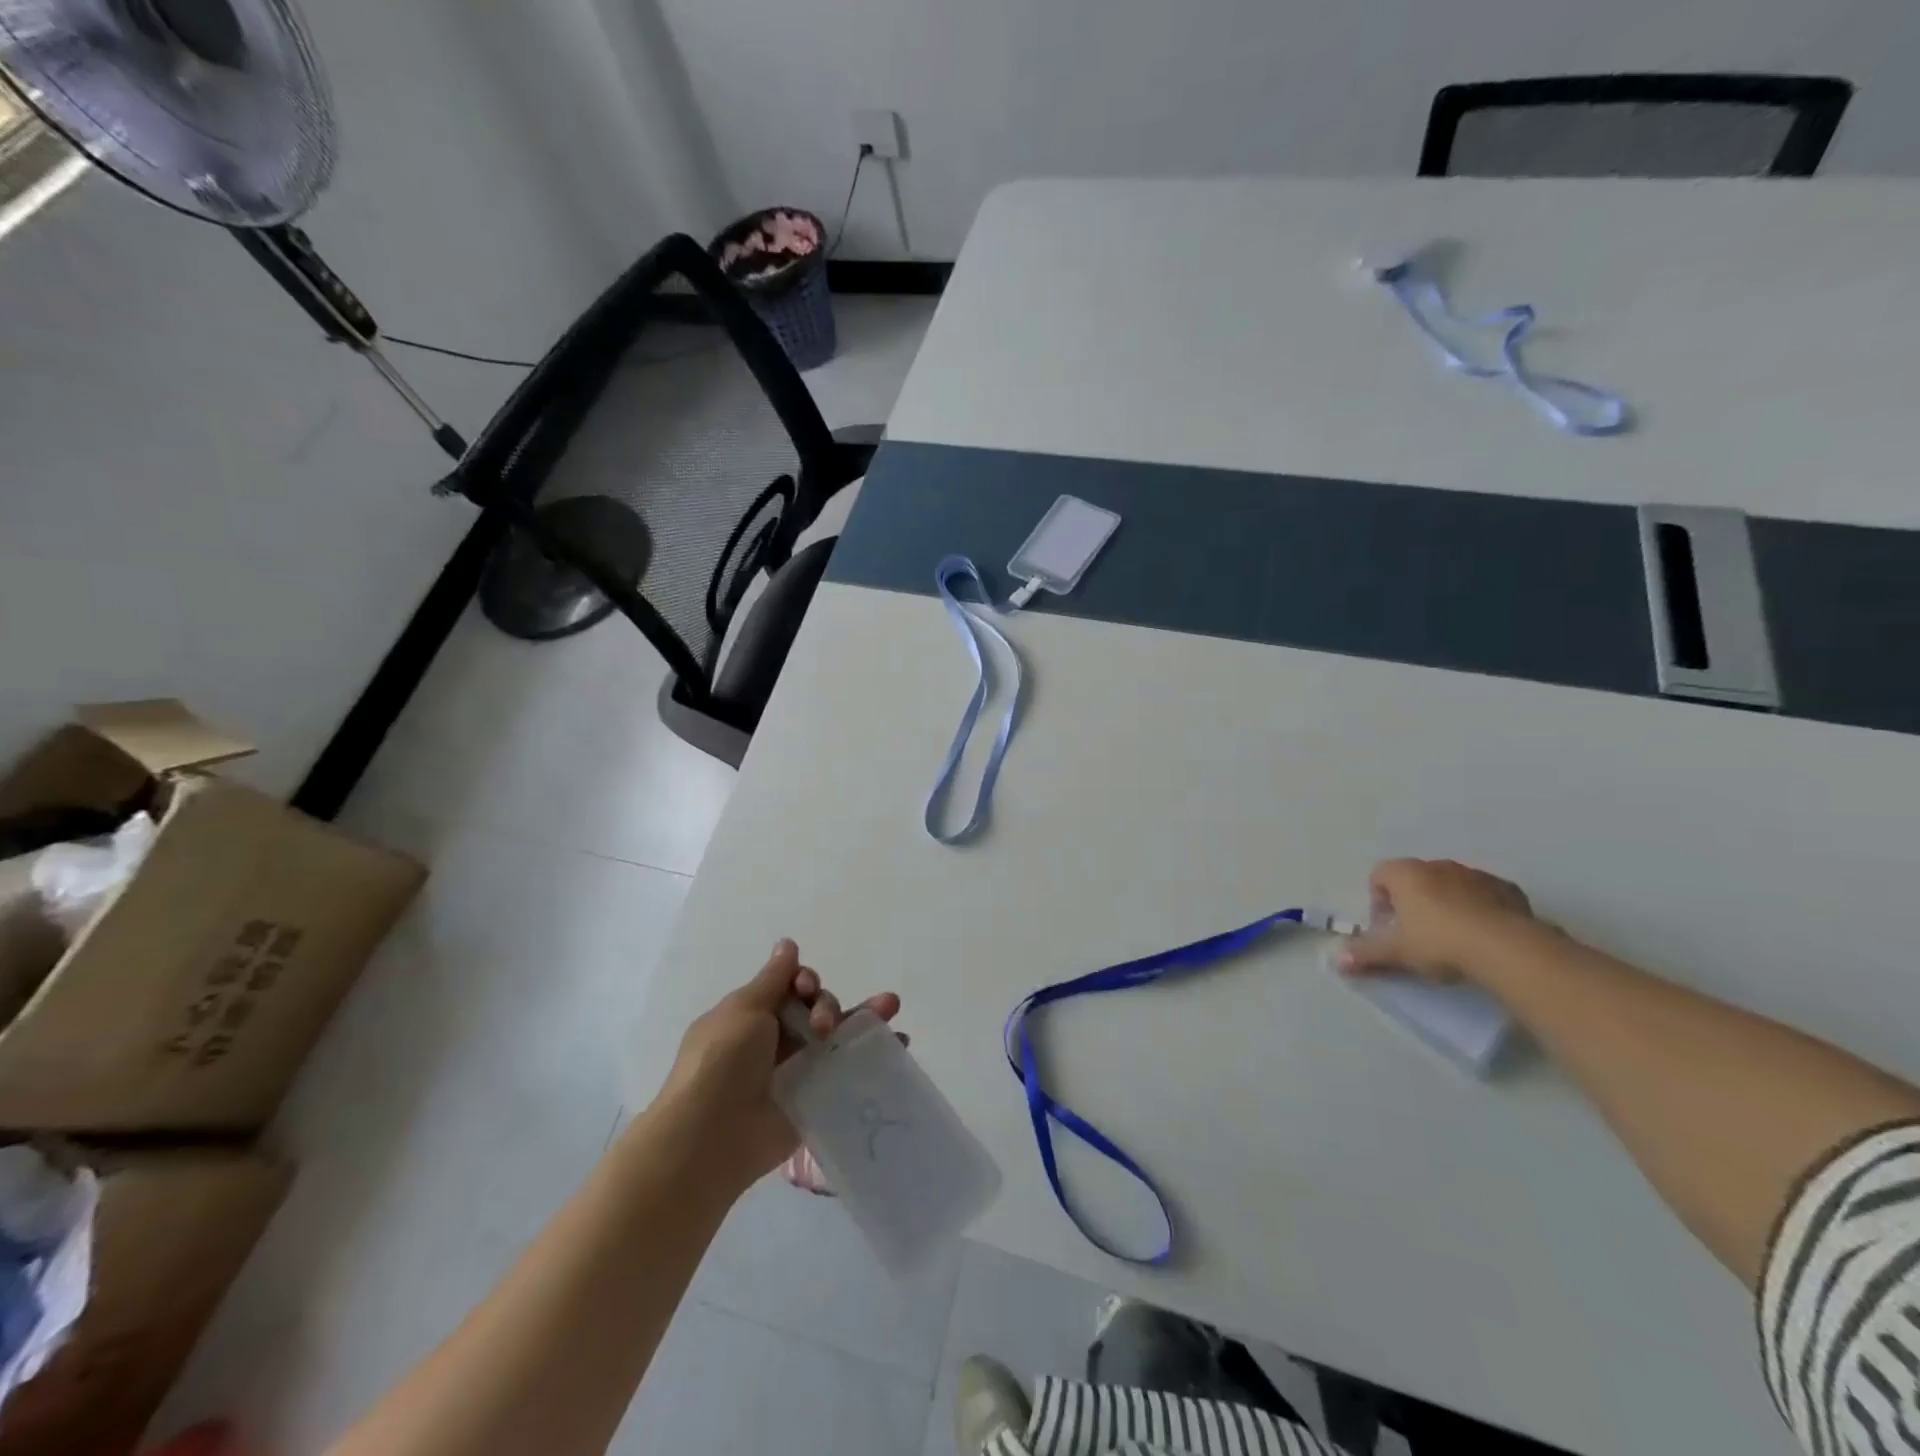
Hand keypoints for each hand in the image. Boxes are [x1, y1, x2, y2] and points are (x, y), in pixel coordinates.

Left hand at [658, 940, 901, 1191]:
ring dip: (863, 1018)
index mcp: (753, 1015)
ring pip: (836, 1036)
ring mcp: (796, 1070)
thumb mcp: (744, 1009)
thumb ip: (773, 979)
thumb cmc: (722, 1061)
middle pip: (816, 1009)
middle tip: (824, 1026)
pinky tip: (898, 1042)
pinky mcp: (814, 1098)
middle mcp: (776, 1040)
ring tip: (891, 1006)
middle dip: (828, 1006)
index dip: (805, 981)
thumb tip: (787, 944)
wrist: (712, 1135)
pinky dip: (871, 1054)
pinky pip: (846, 1070)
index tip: (806, 988)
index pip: (791, 987)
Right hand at [1337, 858, 1537, 984]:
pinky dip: (1480, 909)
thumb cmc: (1438, 942)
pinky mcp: (1508, 889)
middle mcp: (1437, 865)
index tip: (1388, 928)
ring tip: (1454, 938)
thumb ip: (1365, 954)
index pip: (1379, 875)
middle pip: (1415, 879)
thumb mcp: (1396, 952)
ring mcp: (1475, 874)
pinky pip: (1484, 894)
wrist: (1505, 948)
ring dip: (1448, 904)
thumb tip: (1337, 961)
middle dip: (1413, 902)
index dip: (1378, 901)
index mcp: (1405, 874)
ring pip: (1451, 885)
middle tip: (1418, 936)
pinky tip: (1485, 936)